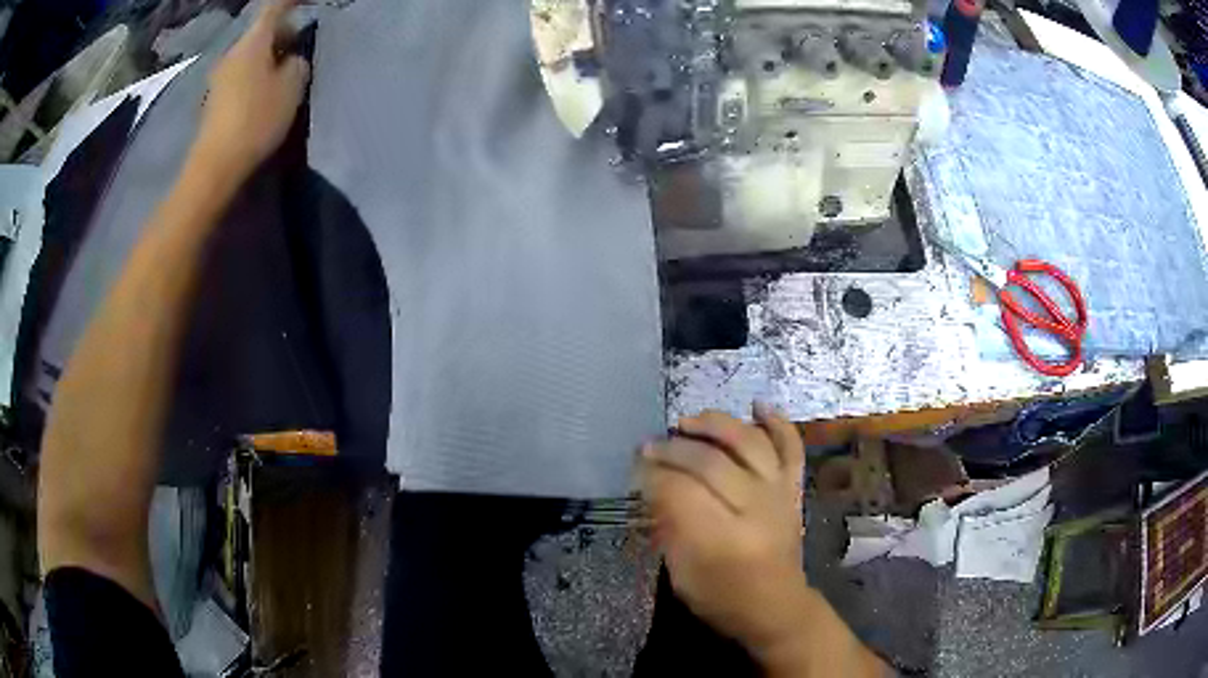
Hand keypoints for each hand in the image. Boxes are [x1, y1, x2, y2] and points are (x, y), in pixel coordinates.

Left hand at [193, 0, 309, 180]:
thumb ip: (298, 64)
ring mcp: (220, 76)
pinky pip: (241, 72)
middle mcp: (232, 52)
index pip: (275, 7)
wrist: (215, 166)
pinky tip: (265, 90)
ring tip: (284, 70)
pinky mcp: (215, 98)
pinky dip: (256, 72)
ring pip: (251, 53)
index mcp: (252, 42)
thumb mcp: (291, 88)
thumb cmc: (256, 120)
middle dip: (282, 31)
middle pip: (261, 30)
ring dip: (269, 54)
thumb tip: (293, 59)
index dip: (293, 0)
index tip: (309, 1)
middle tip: (300, 44)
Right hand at [642, 404, 807, 654]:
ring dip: (715, 425)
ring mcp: (778, 493)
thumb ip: (668, 527)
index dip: (652, 475)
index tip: (635, 469)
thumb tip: (652, 485)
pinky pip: (790, 447)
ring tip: (688, 422)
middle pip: (709, 461)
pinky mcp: (793, 488)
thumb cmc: (723, 597)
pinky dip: (777, 422)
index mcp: (721, 539)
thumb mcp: (681, 574)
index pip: (679, 490)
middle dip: (672, 449)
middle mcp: (754, 508)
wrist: (776, 606)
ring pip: (748, 442)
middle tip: (649, 446)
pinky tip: (758, 405)